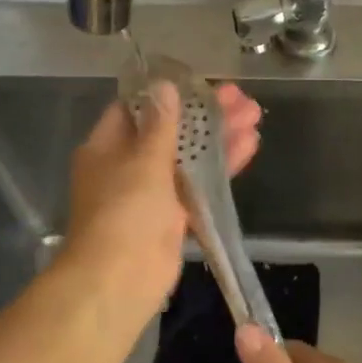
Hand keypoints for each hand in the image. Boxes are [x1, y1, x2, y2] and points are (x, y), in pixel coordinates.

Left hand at [59, 82, 261, 325]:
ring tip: (255, 115)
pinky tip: (249, 147)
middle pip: (170, 131)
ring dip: (220, 137)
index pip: (135, 109)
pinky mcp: (173, 217)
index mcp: (107, 147)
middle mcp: (127, 166)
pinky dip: (221, 167)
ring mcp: (151, 193)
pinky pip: (199, 185)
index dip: (168, 94)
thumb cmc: (125, 212)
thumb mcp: (143, 160)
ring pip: (189, 157)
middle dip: (205, 114)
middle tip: (241, 97)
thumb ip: (160, 124)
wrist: (120, 280)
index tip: (199, 82)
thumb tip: (164, 86)